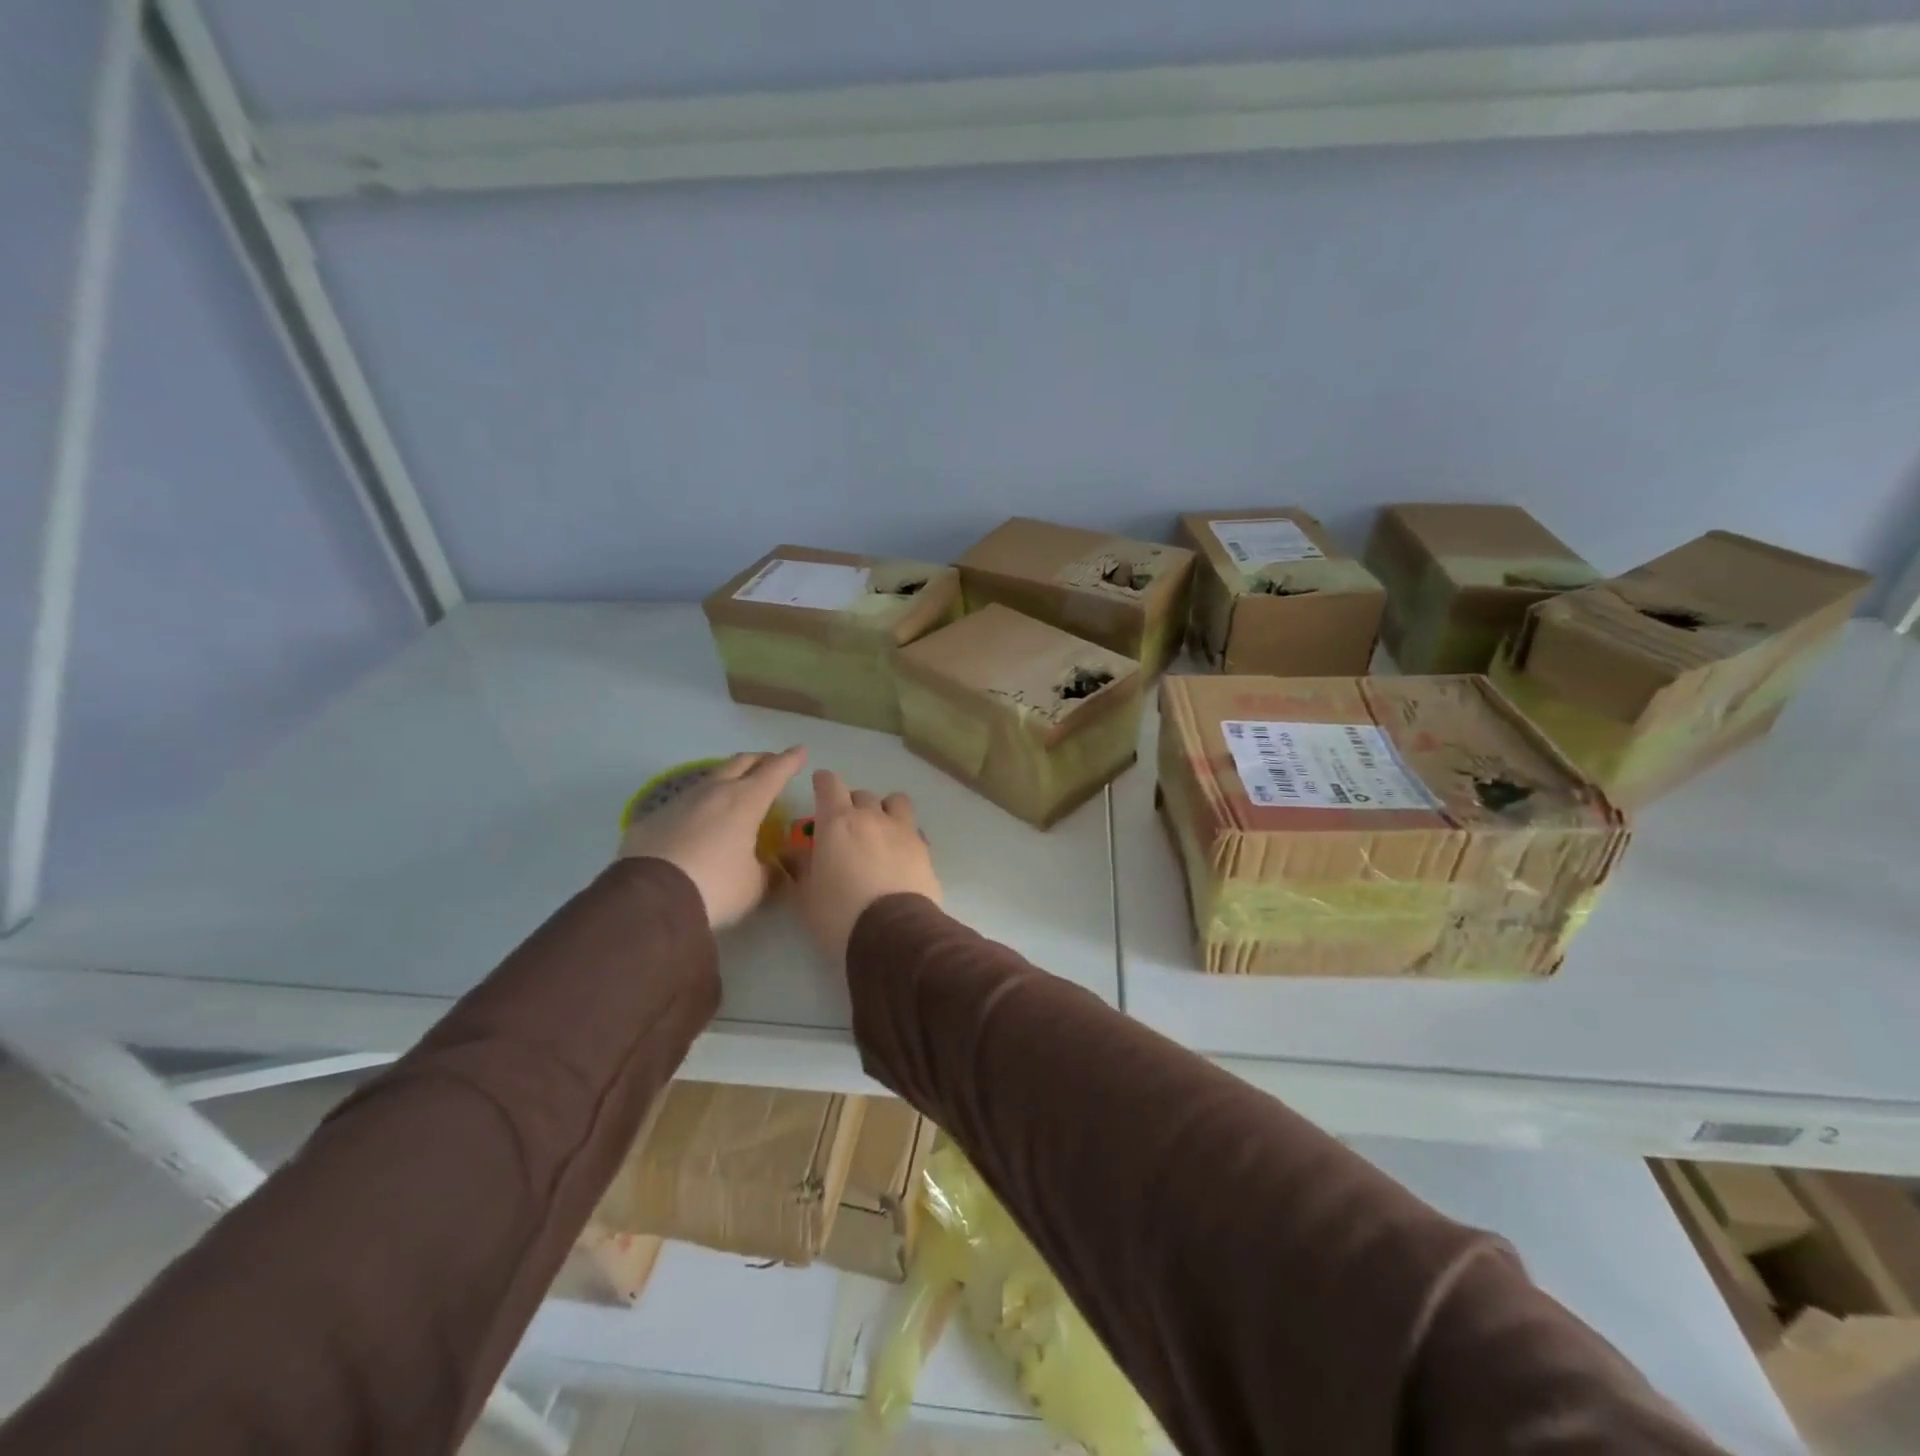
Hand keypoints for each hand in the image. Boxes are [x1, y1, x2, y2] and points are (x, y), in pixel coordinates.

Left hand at [619, 747, 805, 927]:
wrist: (649, 899)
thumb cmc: (715, 887)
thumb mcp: (754, 886)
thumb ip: (770, 873)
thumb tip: (778, 869)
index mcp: (745, 802)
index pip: (775, 771)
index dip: (790, 760)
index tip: (800, 750)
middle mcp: (714, 792)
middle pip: (740, 763)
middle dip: (759, 760)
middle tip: (770, 762)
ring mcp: (680, 801)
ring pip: (710, 778)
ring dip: (727, 778)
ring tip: (735, 788)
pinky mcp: (654, 818)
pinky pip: (683, 802)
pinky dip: (700, 804)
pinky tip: (699, 820)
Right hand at [795, 770, 942, 965]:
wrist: (893, 934)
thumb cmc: (838, 915)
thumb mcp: (805, 896)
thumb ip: (801, 868)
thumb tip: (795, 854)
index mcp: (838, 822)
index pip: (829, 784)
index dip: (823, 782)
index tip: (820, 786)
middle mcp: (872, 817)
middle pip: (862, 794)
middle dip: (852, 803)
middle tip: (845, 825)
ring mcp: (903, 830)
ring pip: (896, 801)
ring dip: (885, 809)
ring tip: (880, 830)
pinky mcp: (925, 849)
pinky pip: (914, 830)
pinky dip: (904, 835)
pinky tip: (900, 854)